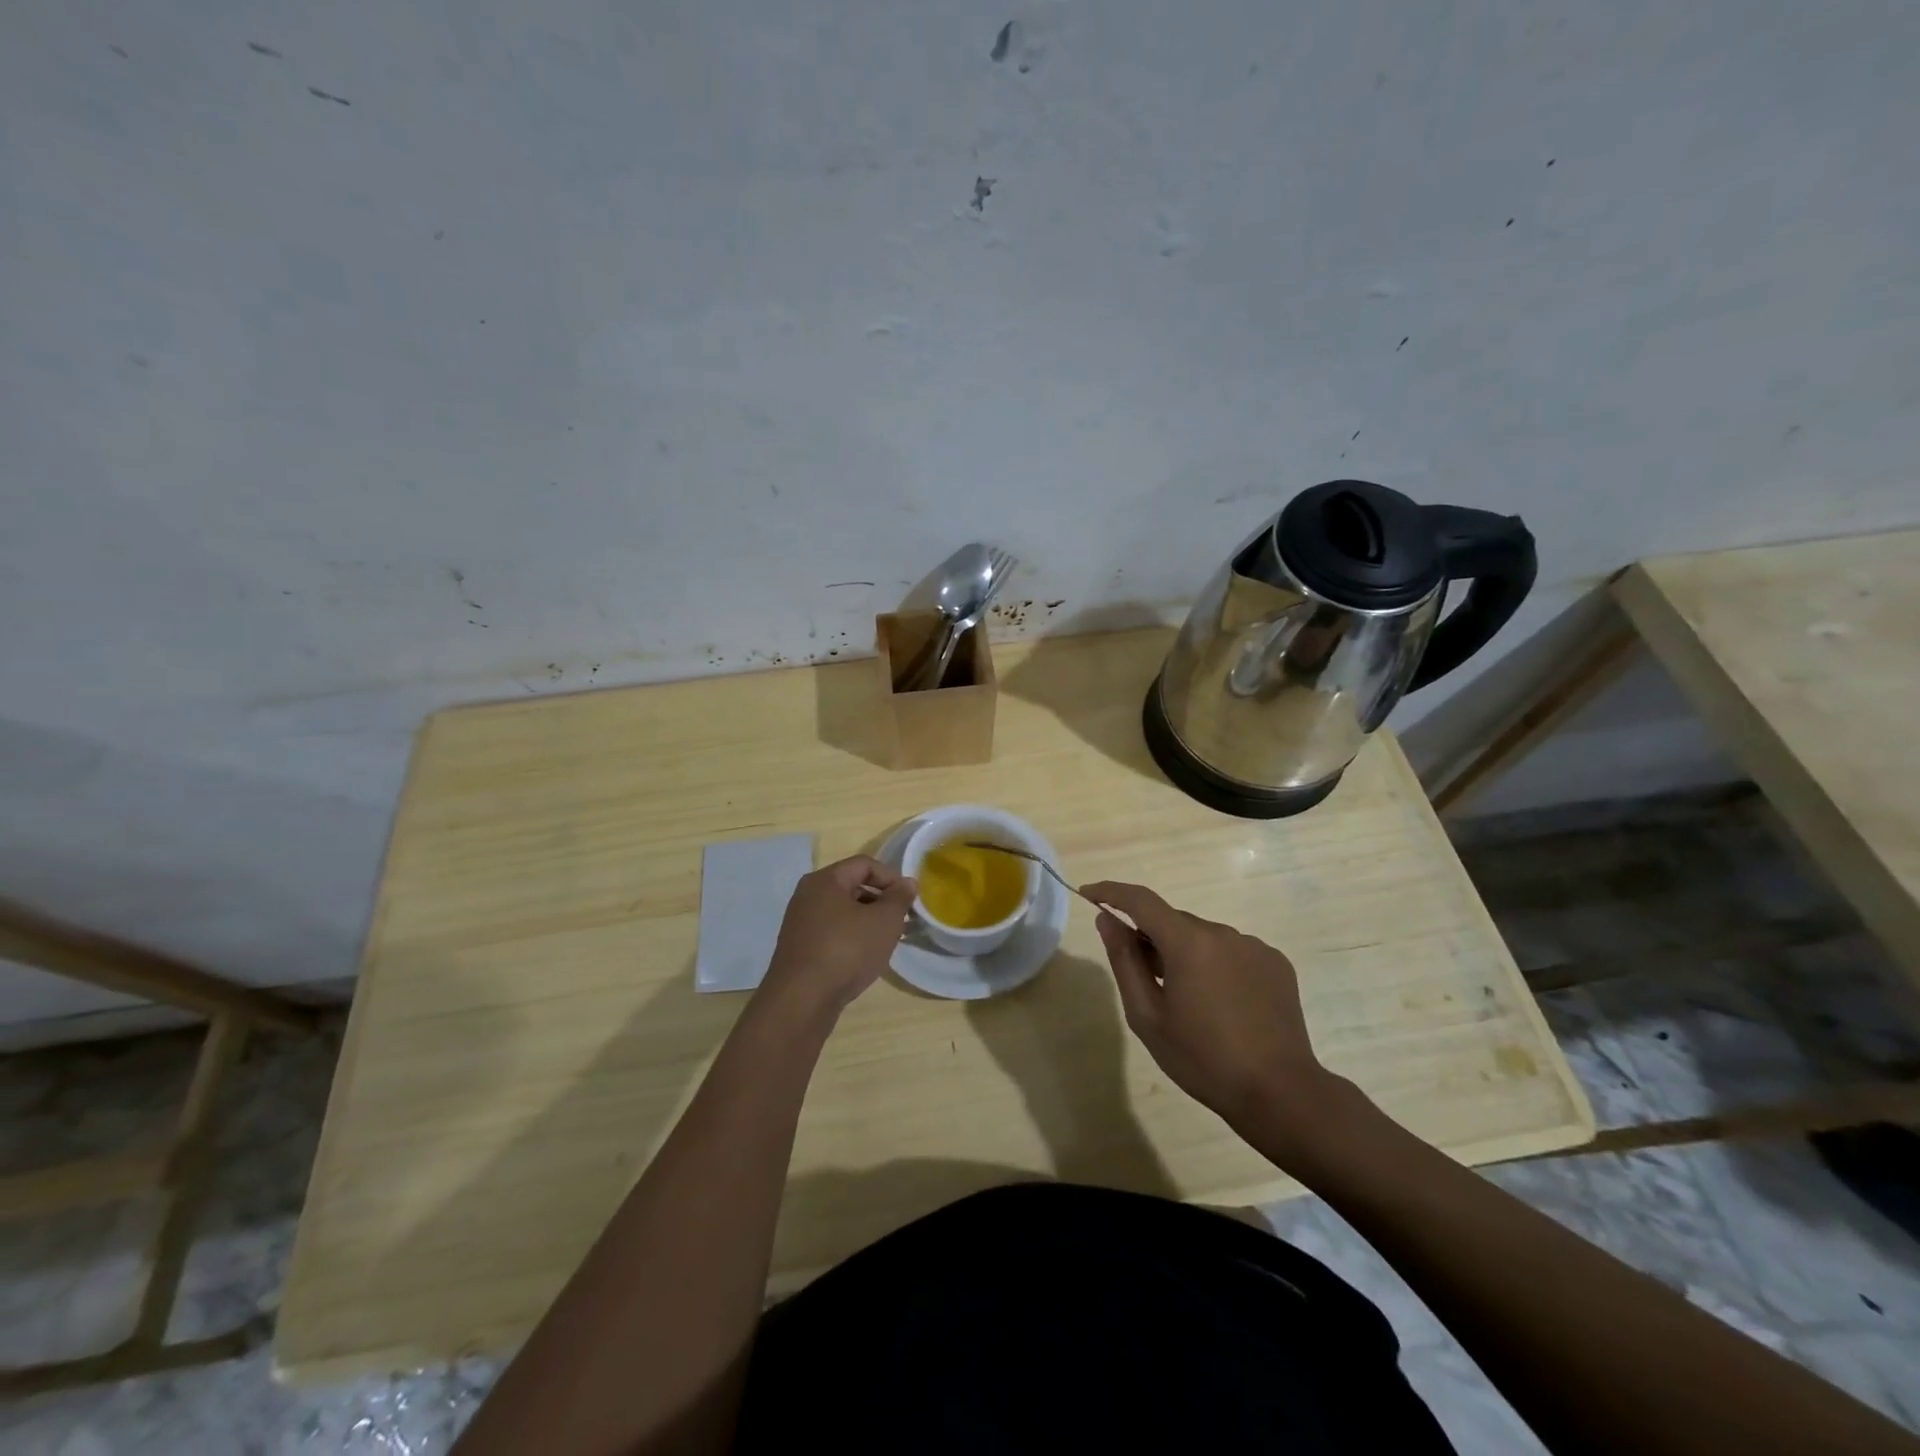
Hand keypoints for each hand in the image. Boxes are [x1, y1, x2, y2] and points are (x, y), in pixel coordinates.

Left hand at [760, 855, 916, 1017]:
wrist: (801, 1001)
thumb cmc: (846, 951)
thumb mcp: (884, 922)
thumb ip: (899, 898)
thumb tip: (907, 883)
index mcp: (825, 880)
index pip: (864, 864)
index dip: (891, 877)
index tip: (909, 899)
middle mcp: (808, 895)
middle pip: (852, 886)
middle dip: (881, 900)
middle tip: (902, 921)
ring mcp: (800, 923)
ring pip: (842, 912)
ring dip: (868, 921)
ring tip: (888, 941)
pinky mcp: (799, 948)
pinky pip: (832, 932)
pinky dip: (852, 937)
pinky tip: (865, 957)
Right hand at [1081, 880, 1337, 1150]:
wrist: (1279, 1093)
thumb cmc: (1202, 1058)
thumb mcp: (1147, 1016)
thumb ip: (1124, 961)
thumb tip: (1107, 919)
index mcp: (1188, 942)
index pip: (1141, 900)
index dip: (1111, 892)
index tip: (1089, 893)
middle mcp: (1223, 932)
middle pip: (1174, 922)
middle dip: (1152, 938)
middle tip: (1143, 977)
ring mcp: (1253, 946)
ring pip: (1203, 937)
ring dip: (1186, 953)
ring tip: (1188, 1000)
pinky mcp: (1276, 963)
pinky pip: (1232, 951)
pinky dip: (1216, 965)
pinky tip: (1221, 1004)